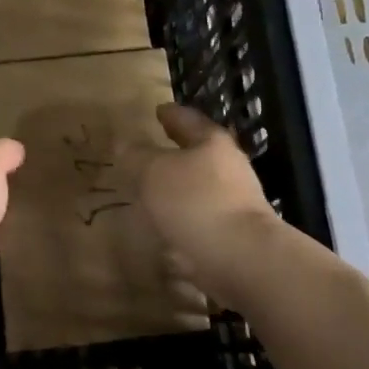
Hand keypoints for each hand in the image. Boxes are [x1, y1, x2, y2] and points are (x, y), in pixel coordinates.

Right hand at [132, 105, 277, 302]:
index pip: (187, 119)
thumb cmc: (196, 202)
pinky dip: (182, 217)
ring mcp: (234, 201)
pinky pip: (200, 217)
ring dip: (178, 186)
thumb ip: (137, 156)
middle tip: (152, 149)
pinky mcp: (232, 232)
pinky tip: (164, 226)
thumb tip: (126, 146)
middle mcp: (228, 167)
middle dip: (176, 150)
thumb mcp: (153, 172)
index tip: (159, 110)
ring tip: (152, 191)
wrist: (242, 258)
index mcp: (211, 142)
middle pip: (199, 151)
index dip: (170, 114)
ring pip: (200, 185)